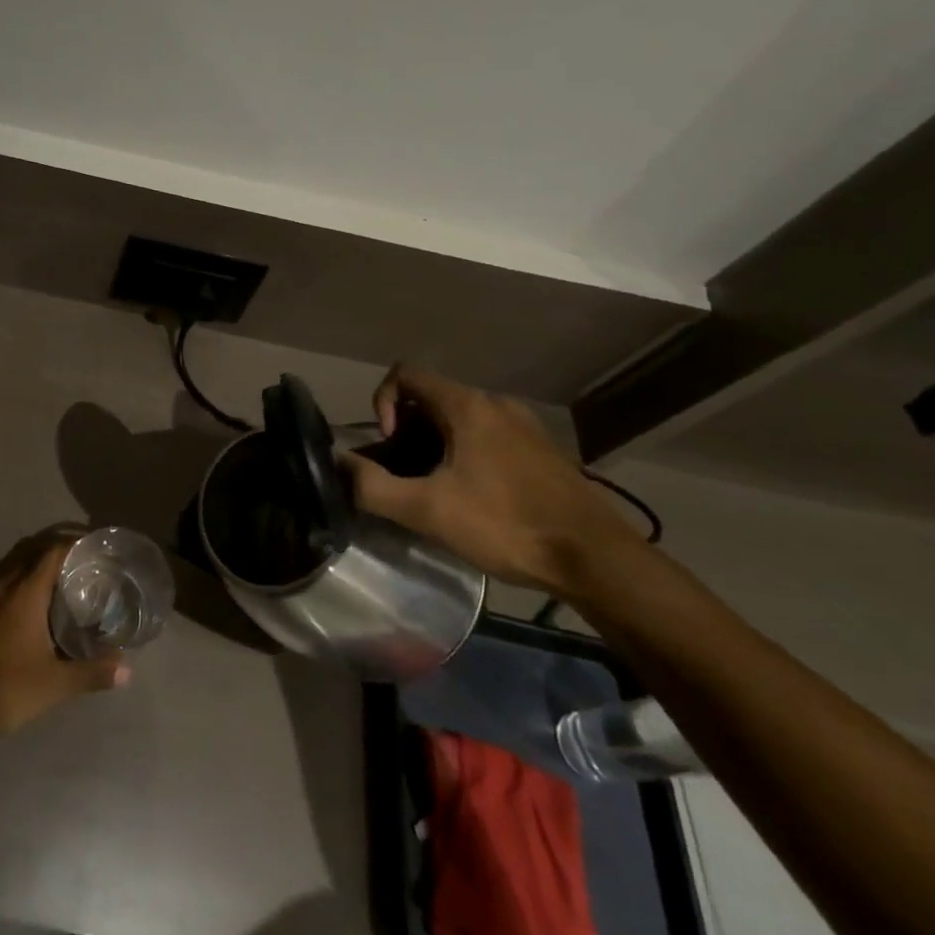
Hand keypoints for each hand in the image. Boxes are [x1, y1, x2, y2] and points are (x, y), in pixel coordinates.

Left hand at [0, 532, 129, 740]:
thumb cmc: (7, 690)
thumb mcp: (55, 684)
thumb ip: (92, 673)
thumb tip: (127, 670)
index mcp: (24, 591)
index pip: (52, 551)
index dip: (71, 545)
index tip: (88, 548)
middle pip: (28, 552)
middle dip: (50, 552)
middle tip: (71, 564)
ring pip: (4, 566)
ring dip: (24, 567)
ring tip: (42, 584)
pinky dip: (2, 583)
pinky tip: (6, 605)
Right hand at [347, 366, 647, 595]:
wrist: (597, 560)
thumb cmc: (507, 524)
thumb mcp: (428, 510)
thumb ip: (372, 486)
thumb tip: (337, 467)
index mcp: (467, 406)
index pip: (405, 374)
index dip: (383, 402)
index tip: (389, 445)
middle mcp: (496, 404)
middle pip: (431, 398)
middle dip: (407, 432)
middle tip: (408, 475)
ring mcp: (525, 427)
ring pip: (460, 420)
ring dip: (436, 446)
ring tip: (438, 491)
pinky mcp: (542, 451)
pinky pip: (488, 437)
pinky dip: (466, 455)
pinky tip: (476, 500)